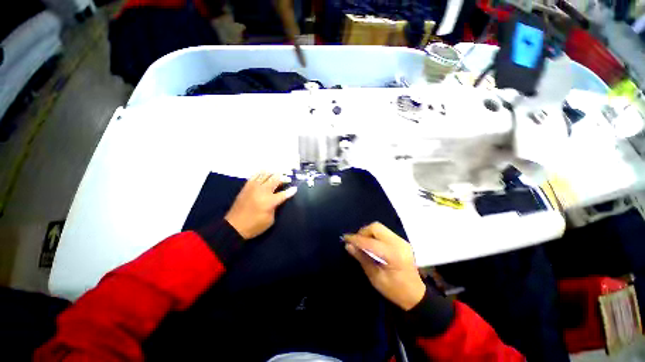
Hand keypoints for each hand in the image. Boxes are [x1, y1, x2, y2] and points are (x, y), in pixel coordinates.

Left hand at [225, 172, 296, 239]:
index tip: (295, 188)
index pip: (283, 194)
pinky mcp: (246, 186)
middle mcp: (262, 191)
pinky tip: (265, 173)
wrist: (234, 226)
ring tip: (278, 174)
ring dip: (273, 173)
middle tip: (288, 178)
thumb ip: (276, 207)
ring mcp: (253, 187)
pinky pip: (255, 176)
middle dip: (283, 178)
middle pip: (275, 179)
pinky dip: (262, 173)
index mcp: (269, 201)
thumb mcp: (270, 220)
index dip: (291, 191)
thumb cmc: (254, 226)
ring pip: (265, 174)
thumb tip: (278, 199)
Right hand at [344, 222, 425, 310]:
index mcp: (393, 255)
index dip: (355, 239)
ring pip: (380, 227)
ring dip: (368, 232)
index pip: (370, 242)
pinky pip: (384, 231)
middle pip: (376, 227)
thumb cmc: (395, 291)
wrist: (417, 295)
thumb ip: (362, 258)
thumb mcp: (376, 278)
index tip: (344, 238)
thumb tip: (348, 245)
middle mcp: (398, 243)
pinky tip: (371, 243)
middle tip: (355, 242)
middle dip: (362, 232)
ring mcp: (401, 240)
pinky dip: (374, 234)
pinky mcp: (401, 241)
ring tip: (361, 242)